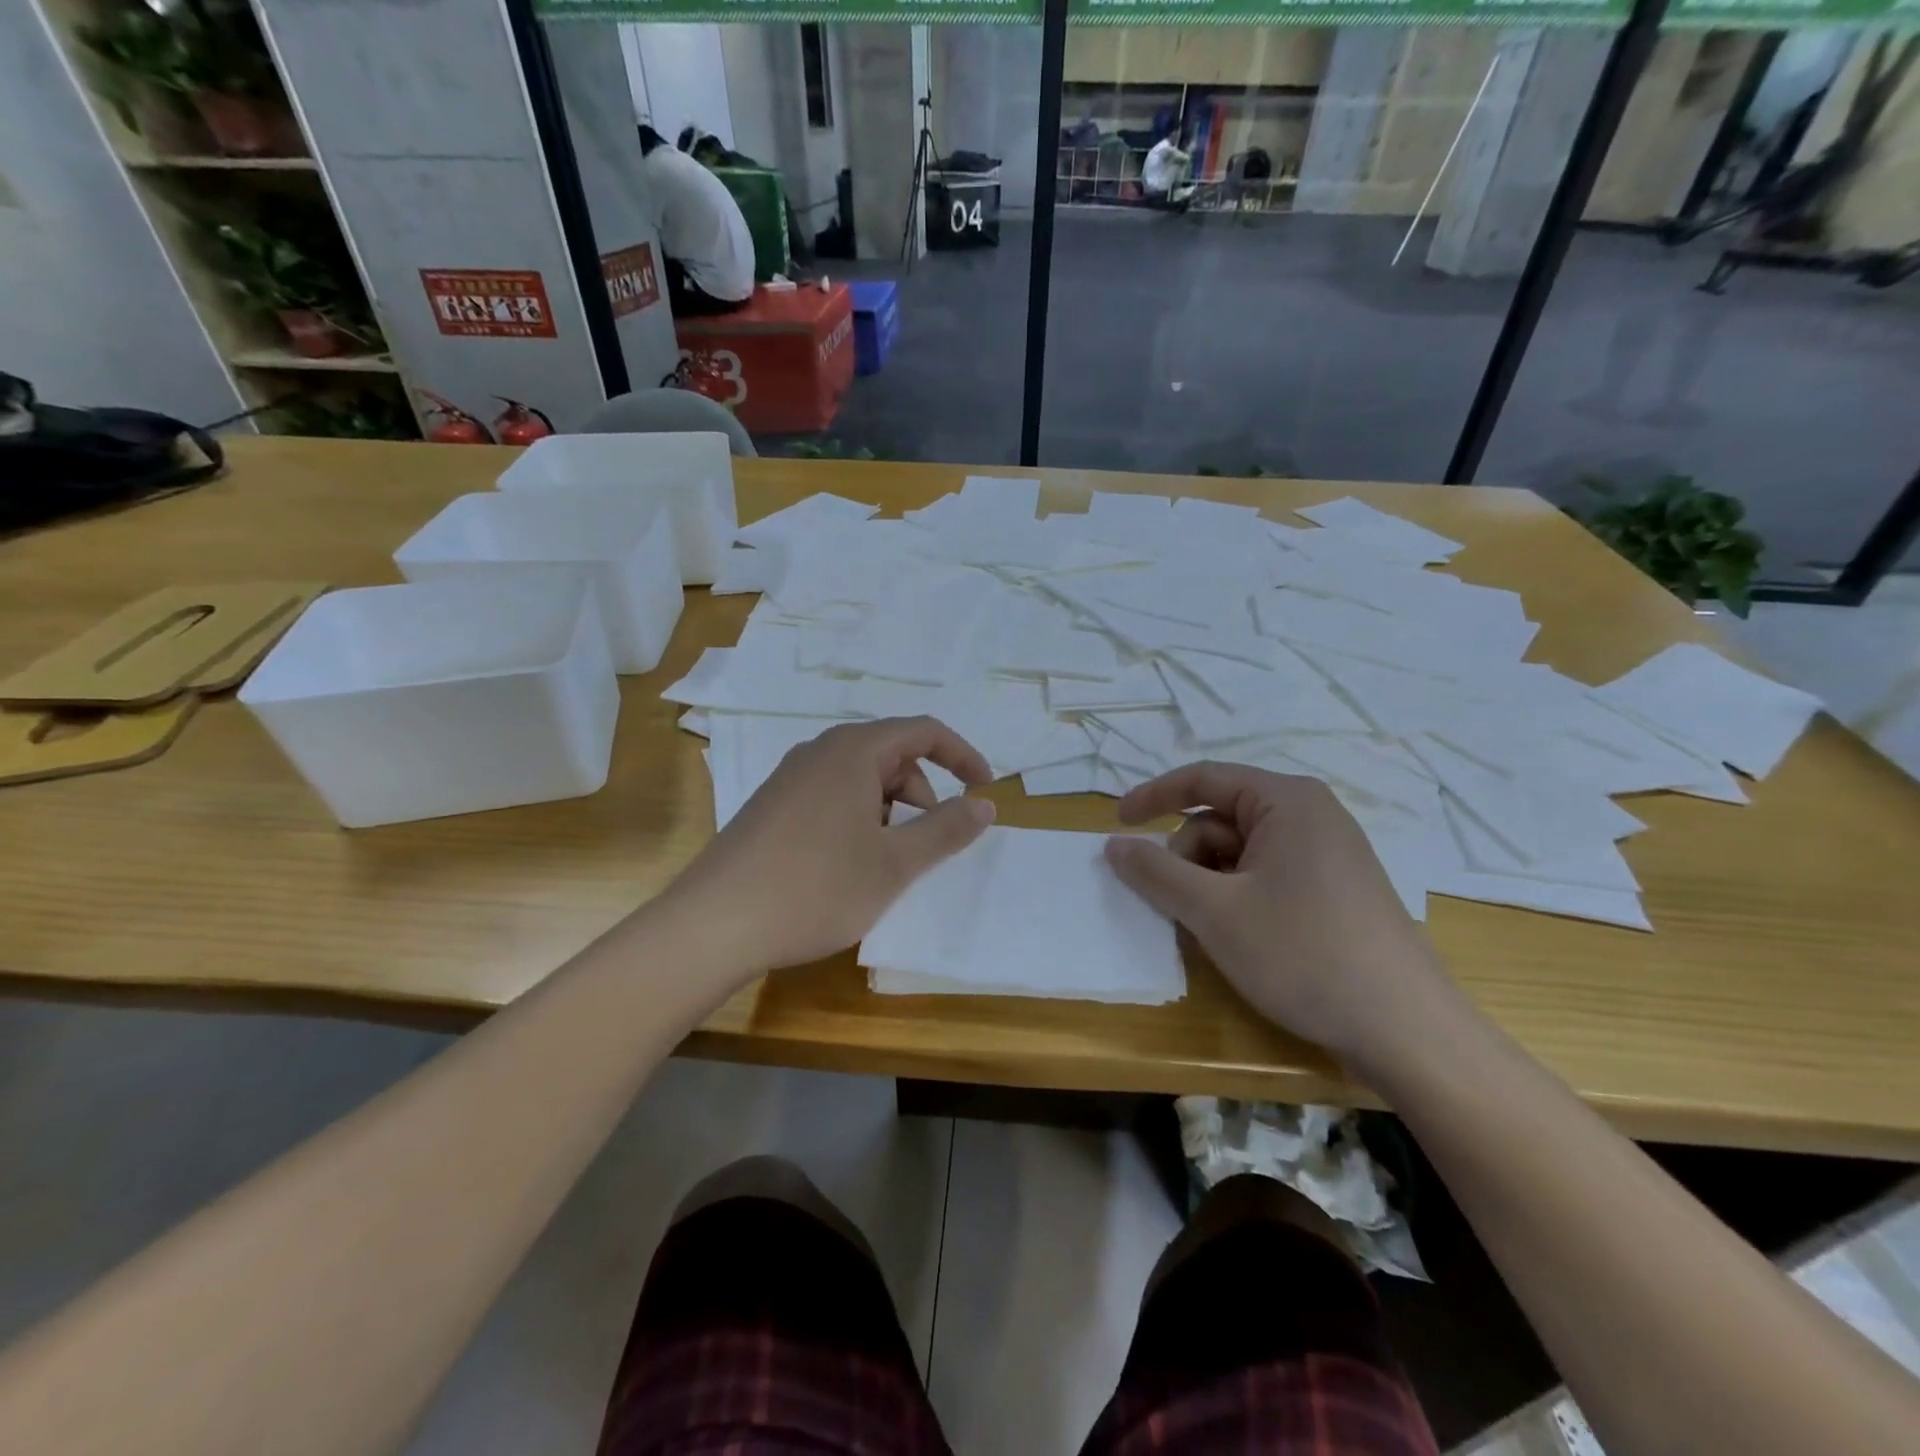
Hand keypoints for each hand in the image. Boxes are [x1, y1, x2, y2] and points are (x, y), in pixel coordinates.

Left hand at [669, 717, 994, 975]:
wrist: (714, 925)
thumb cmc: (815, 888)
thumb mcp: (894, 864)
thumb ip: (946, 829)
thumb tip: (986, 804)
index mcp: (853, 751)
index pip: (922, 731)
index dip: (961, 755)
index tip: (984, 789)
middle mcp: (819, 752)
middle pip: (891, 754)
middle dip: (922, 792)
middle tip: (926, 844)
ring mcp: (789, 778)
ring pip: (860, 779)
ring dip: (889, 811)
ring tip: (884, 863)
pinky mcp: (771, 805)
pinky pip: (831, 796)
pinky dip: (858, 819)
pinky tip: (846, 866)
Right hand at [1104, 762, 1460, 1073]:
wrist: (1405, 1030)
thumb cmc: (1303, 953)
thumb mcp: (1214, 911)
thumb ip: (1155, 872)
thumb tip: (1114, 845)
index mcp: (1287, 800)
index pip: (1203, 779)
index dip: (1152, 797)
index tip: (1116, 826)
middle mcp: (1310, 815)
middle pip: (1220, 819)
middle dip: (1187, 858)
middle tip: (1178, 906)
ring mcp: (1327, 854)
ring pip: (1240, 852)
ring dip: (1210, 883)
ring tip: (1211, 929)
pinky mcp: (1335, 889)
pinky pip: (1266, 875)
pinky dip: (1237, 897)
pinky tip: (1239, 936)